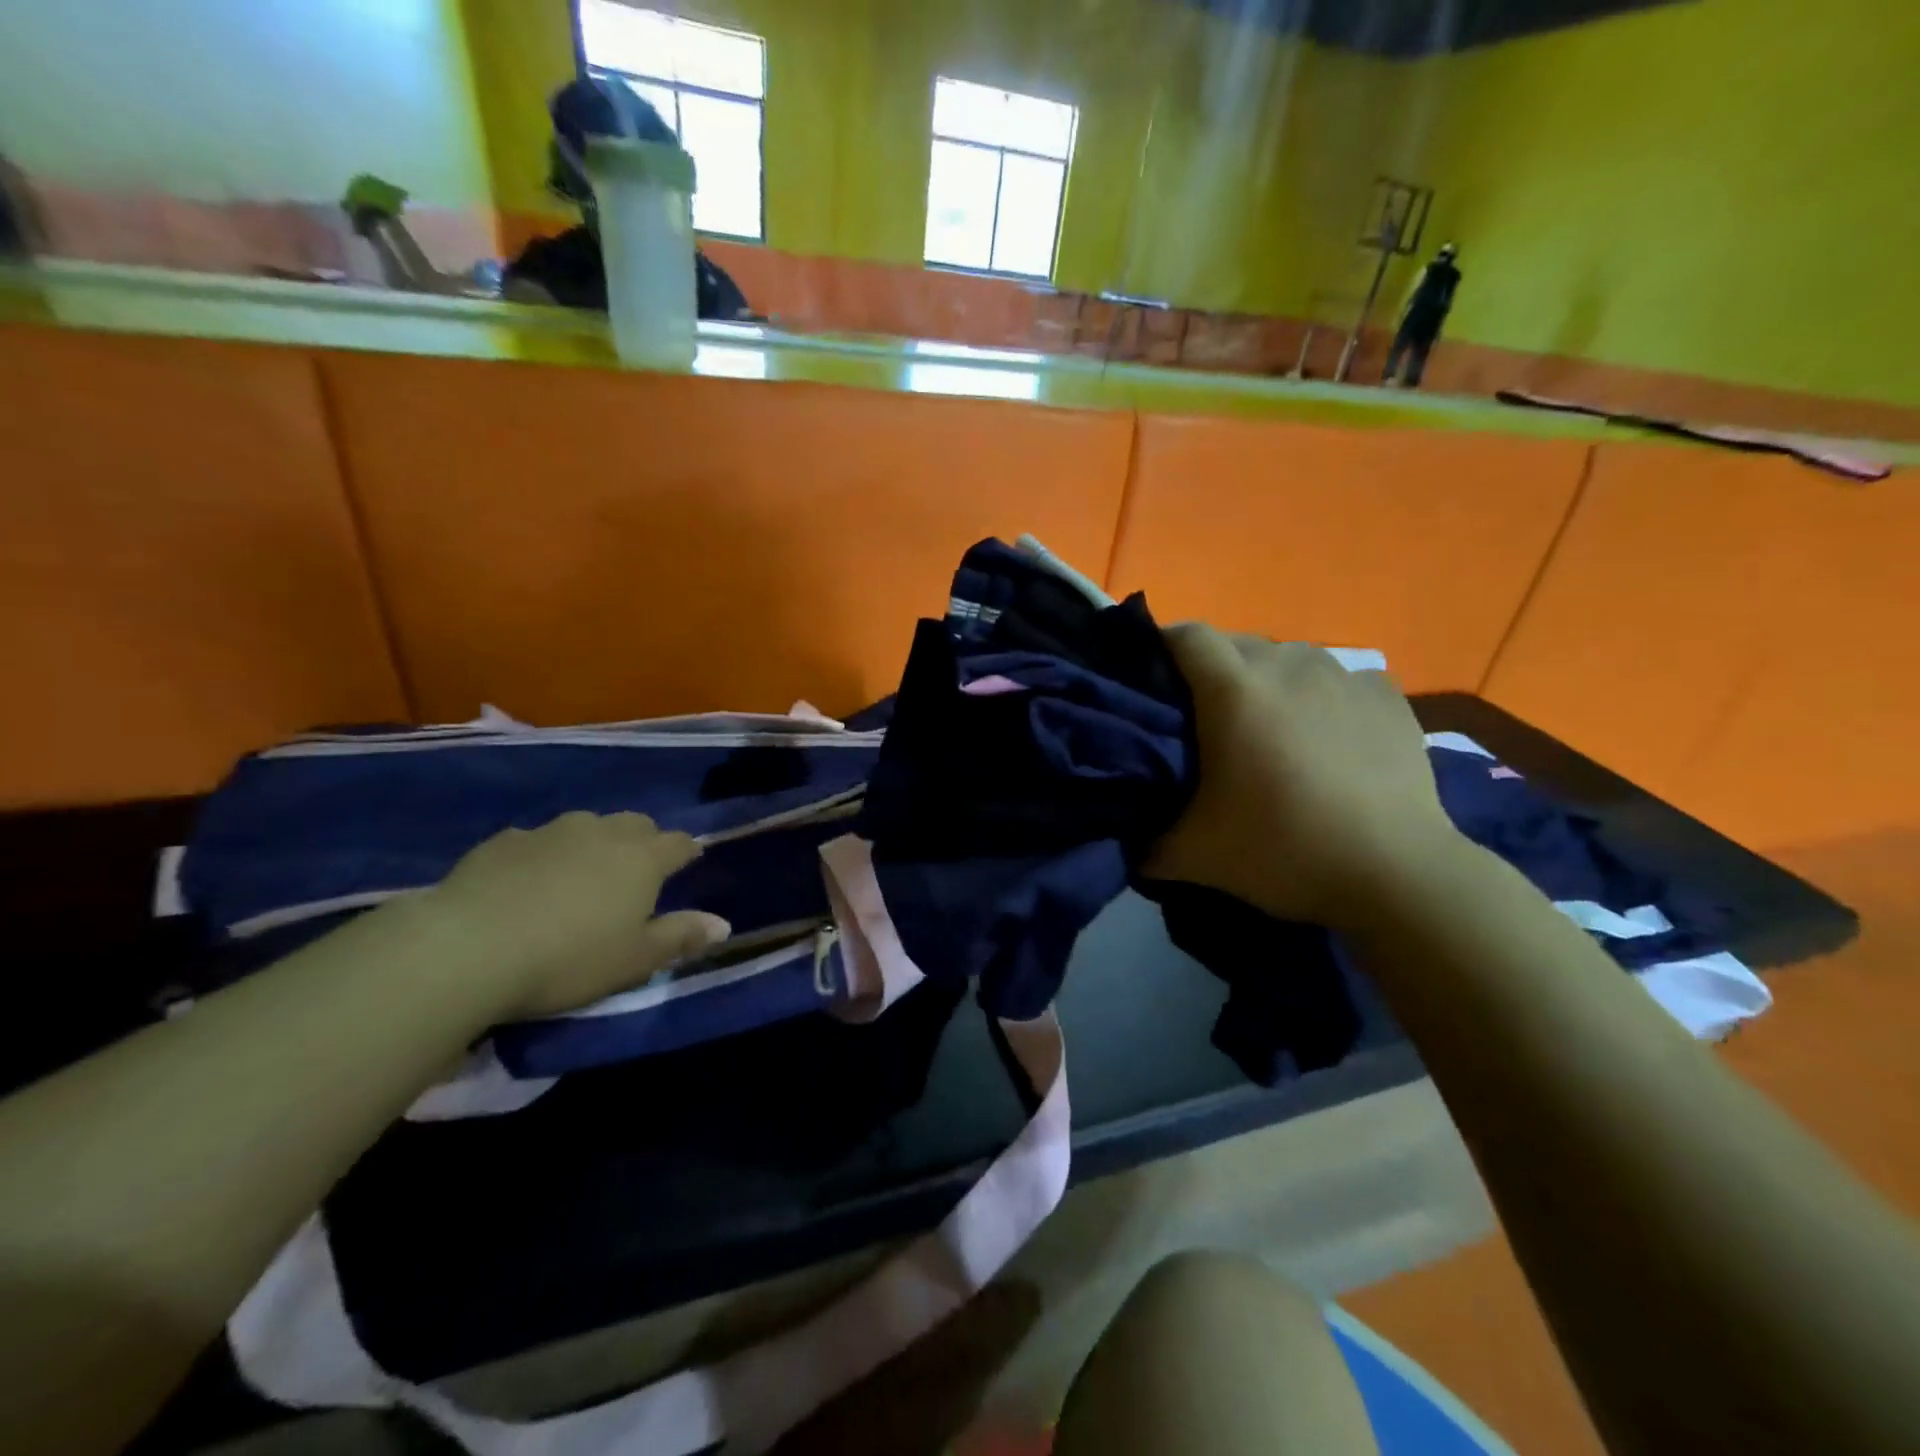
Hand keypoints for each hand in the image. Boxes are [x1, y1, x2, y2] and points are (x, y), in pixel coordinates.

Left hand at [413, 811, 730, 1020]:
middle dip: (644, 840)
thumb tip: (724, 924)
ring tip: (583, 873)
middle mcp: (602, 833)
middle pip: (636, 824)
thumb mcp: (634, 960)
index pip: (679, 843)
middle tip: (637, 870)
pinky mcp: (502, 841)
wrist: (466, 949)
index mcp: (642, 859)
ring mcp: (550, 832)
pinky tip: (528, 880)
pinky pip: (536, 840)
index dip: (687, 852)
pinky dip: (544, 853)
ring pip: (586, 825)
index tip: (689, 862)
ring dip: (594, 842)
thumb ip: (681, 937)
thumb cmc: (568, 959)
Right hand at [1146, 625, 1461, 928]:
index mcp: (1234, 691)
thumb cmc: (1283, 850)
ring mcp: (1344, 677)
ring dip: (1267, 680)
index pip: (1186, 635)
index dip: (1162, 647)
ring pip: (1288, 657)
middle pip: (1235, 643)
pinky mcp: (1387, 697)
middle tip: (1204, 717)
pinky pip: (1337, 678)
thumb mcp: (1194, 856)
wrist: (1396, 873)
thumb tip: (1122, 842)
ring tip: (1267, 726)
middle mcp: (1288, 666)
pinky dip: (1319, 696)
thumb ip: (1144, 844)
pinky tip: (1325, 736)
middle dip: (1211, 668)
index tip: (1150, 678)